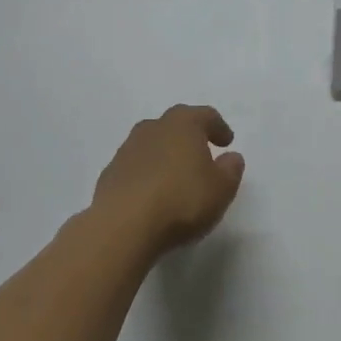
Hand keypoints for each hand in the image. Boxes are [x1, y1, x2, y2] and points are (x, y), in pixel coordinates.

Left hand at [91, 105, 246, 256]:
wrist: (123, 225)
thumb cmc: (181, 201)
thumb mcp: (221, 189)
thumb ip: (230, 170)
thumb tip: (231, 157)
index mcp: (183, 124)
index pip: (205, 115)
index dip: (218, 127)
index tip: (227, 142)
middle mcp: (152, 128)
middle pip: (175, 124)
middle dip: (189, 136)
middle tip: (202, 153)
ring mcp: (127, 150)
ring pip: (152, 144)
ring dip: (166, 154)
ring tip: (177, 176)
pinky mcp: (110, 173)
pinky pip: (136, 166)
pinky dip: (147, 173)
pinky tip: (153, 194)